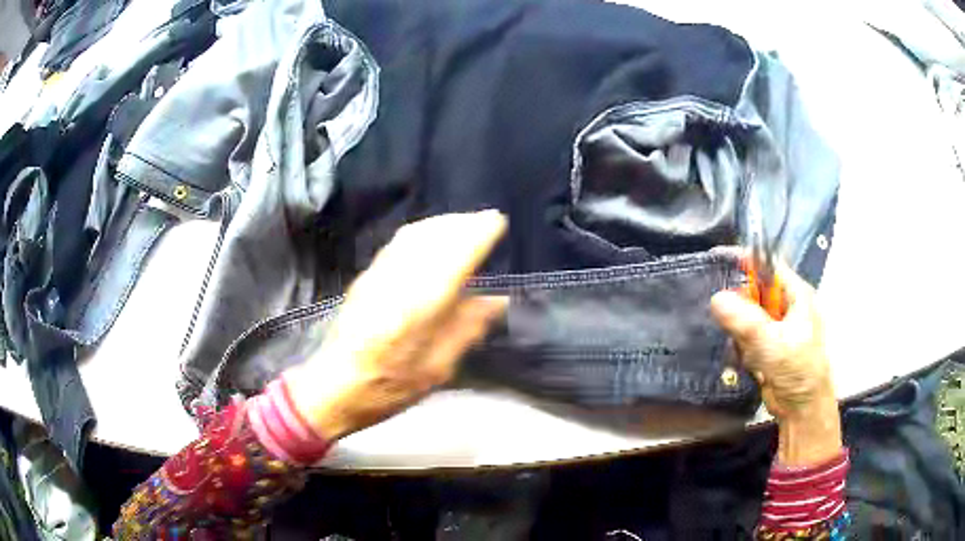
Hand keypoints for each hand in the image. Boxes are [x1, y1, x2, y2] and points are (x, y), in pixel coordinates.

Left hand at [285, 211, 508, 439]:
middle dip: (463, 223)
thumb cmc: (390, 387)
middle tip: (485, 219)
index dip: (479, 233)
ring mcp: (378, 275)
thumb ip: (467, 330)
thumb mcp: (437, 369)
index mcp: (421, 306)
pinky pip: (398, 242)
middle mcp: (399, 280)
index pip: (456, 255)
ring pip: (414, 234)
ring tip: (462, 223)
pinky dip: (421, 230)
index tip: (498, 222)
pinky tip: (429, 236)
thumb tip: (496, 301)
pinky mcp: (365, 277)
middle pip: (435, 236)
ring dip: (442, 223)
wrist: (335, 386)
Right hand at [710, 257, 841, 465]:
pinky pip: (745, 335)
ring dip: (741, 332)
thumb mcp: (773, 344)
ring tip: (749, 352)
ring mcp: (777, 326)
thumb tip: (716, 297)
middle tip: (734, 325)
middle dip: (741, 307)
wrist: (802, 409)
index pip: (768, 265)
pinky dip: (741, 346)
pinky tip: (748, 361)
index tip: (717, 260)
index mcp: (796, 294)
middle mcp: (787, 305)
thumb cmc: (798, 371)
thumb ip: (746, 321)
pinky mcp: (767, 344)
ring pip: (746, 314)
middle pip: (754, 290)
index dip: (745, 260)